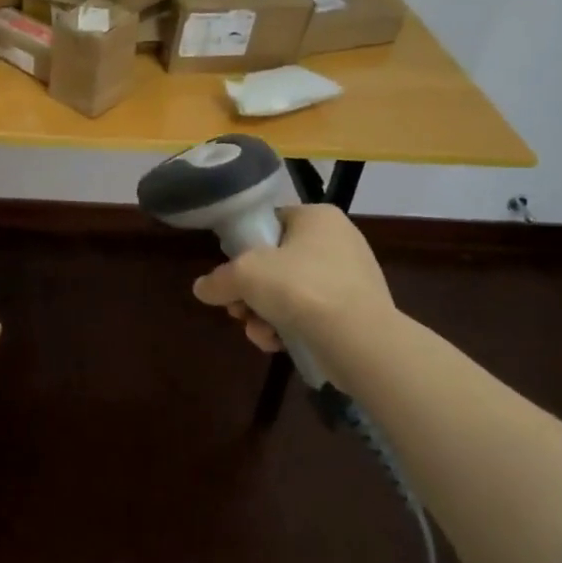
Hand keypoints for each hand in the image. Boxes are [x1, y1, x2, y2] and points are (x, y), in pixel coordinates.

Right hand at [192, 205, 398, 356]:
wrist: (359, 340)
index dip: (245, 248)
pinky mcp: (359, 313)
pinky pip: (314, 314)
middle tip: (237, 310)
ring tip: (257, 333)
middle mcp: (340, 240)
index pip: (271, 223)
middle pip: (278, 263)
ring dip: (266, 314)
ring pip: (292, 293)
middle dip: (252, 292)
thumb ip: (219, 280)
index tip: (232, 274)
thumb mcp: (245, 275)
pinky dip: (292, 328)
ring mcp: (353, 278)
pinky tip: (278, 345)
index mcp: (317, 217)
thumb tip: (202, 289)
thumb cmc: (300, 287)